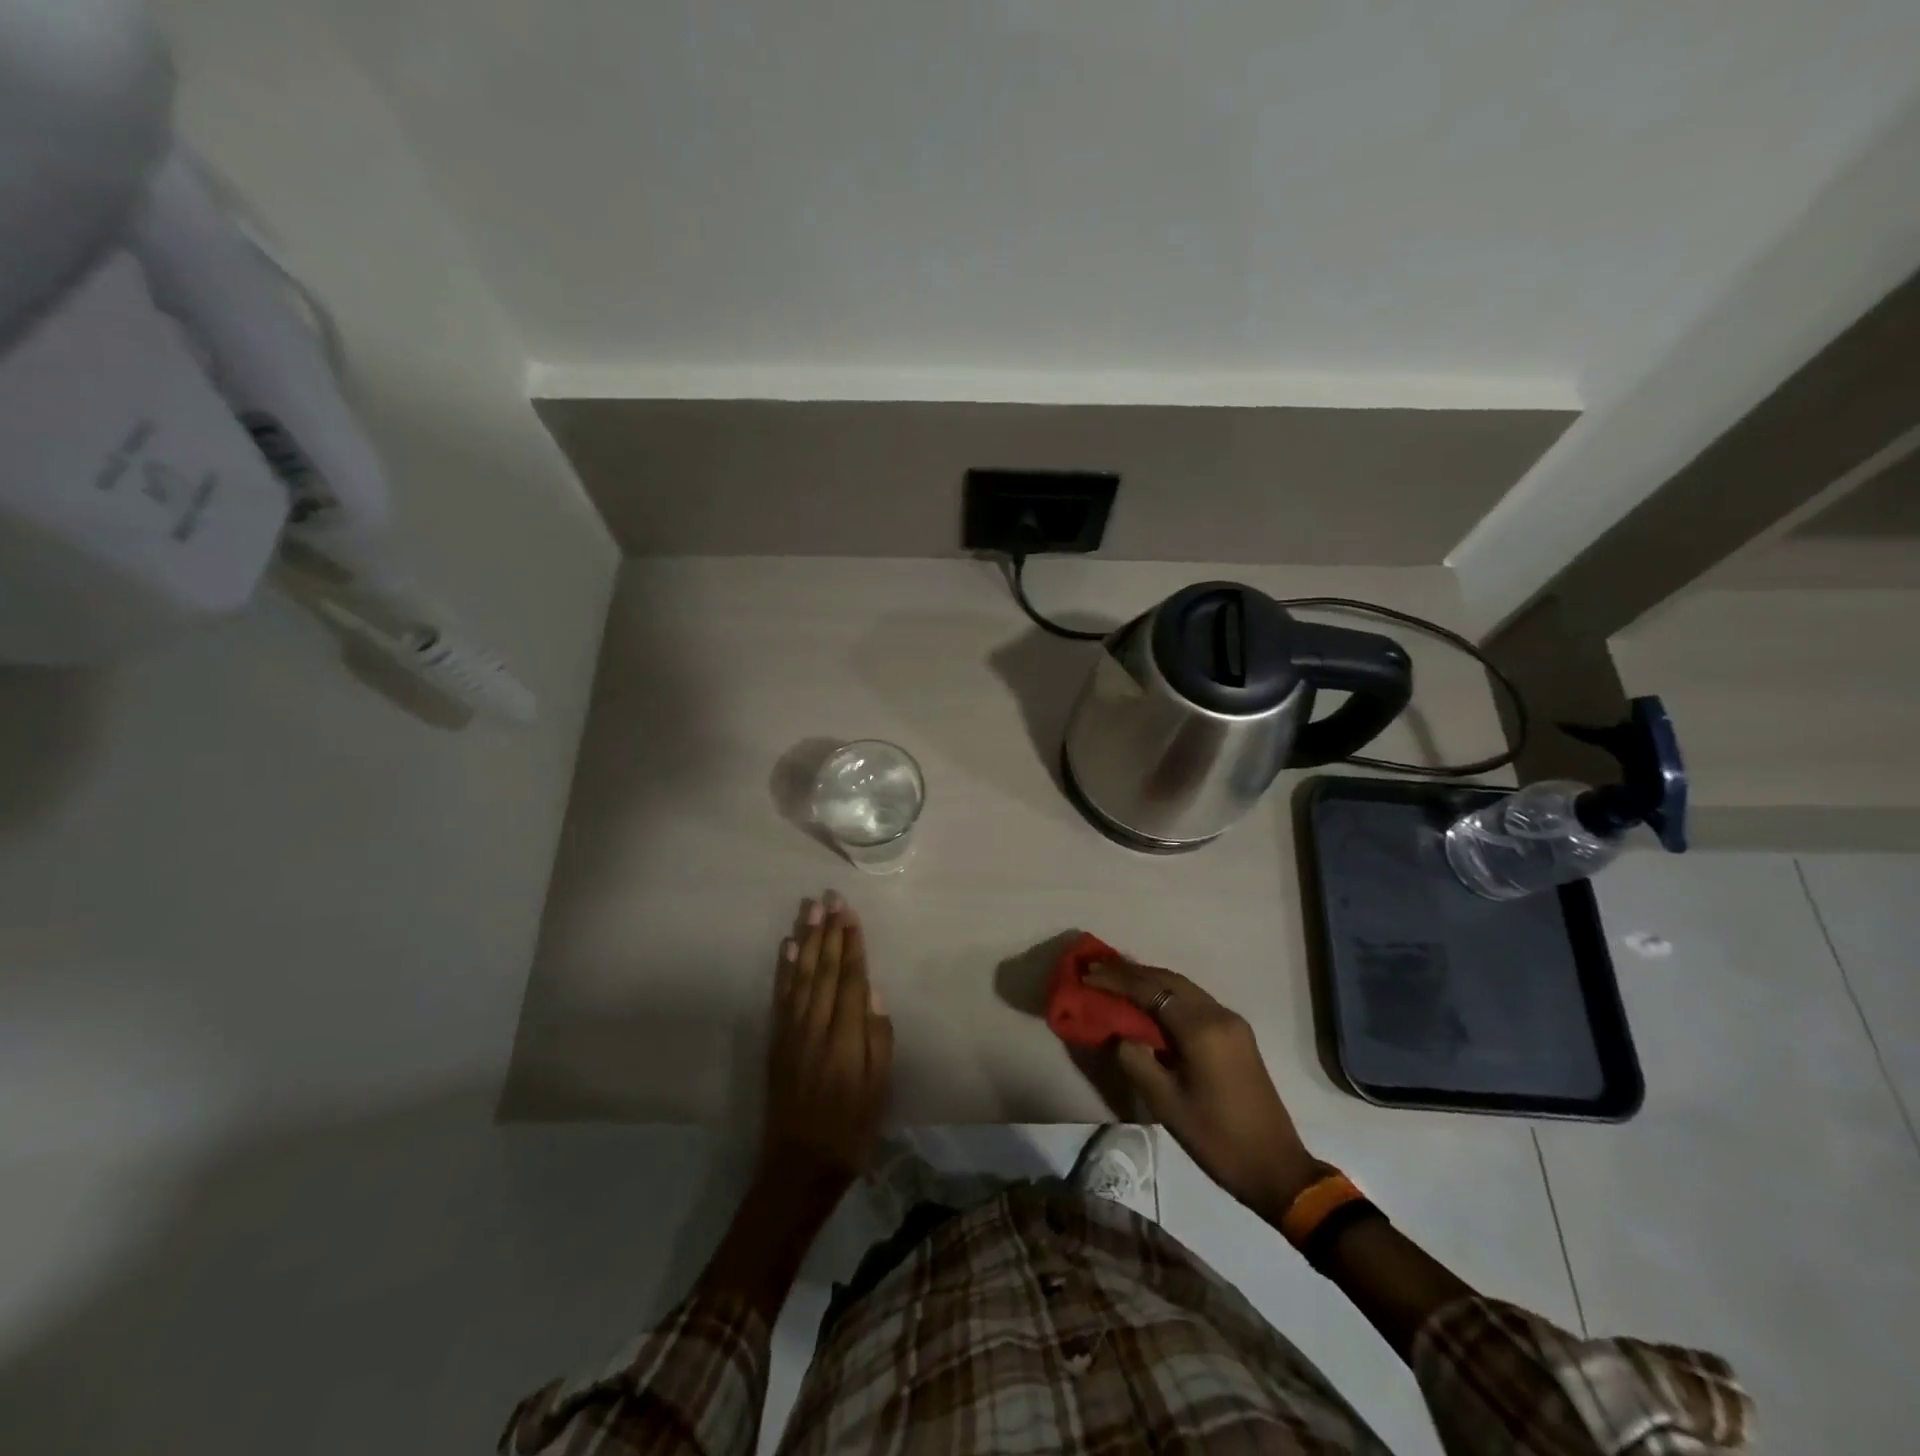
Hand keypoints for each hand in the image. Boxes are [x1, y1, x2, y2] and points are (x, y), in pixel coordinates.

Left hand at [760, 891, 892, 1194]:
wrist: (798, 1167)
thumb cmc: (850, 1130)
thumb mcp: (879, 1091)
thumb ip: (878, 1040)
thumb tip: (873, 993)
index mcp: (845, 1039)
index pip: (849, 979)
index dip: (851, 945)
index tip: (850, 914)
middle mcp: (815, 1028)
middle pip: (823, 969)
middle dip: (828, 931)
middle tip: (830, 897)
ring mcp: (792, 1033)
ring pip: (801, 975)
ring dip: (806, 939)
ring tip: (810, 909)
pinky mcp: (777, 1042)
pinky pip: (781, 996)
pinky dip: (784, 969)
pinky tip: (787, 946)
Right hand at [1085, 961, 1321, 1222]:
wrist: (1276, 1168)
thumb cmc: (1217, 1138)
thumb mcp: (1166, 1104)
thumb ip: (1136, 1060)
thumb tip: (1119, 1035)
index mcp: (1202, 1029)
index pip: (1151, 990)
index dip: (1117, 980)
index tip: (1087, 974)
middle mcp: (1219, 1014)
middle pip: (1168, 979)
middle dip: (1131, 973)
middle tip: (1096, 970)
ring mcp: (1231, 1022)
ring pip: (1182, 987)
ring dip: (1149, 981)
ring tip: (1115, 980)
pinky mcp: (1235, 1034)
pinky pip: (1194, 1001)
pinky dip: (1166, 995)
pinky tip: (1147, 1003)